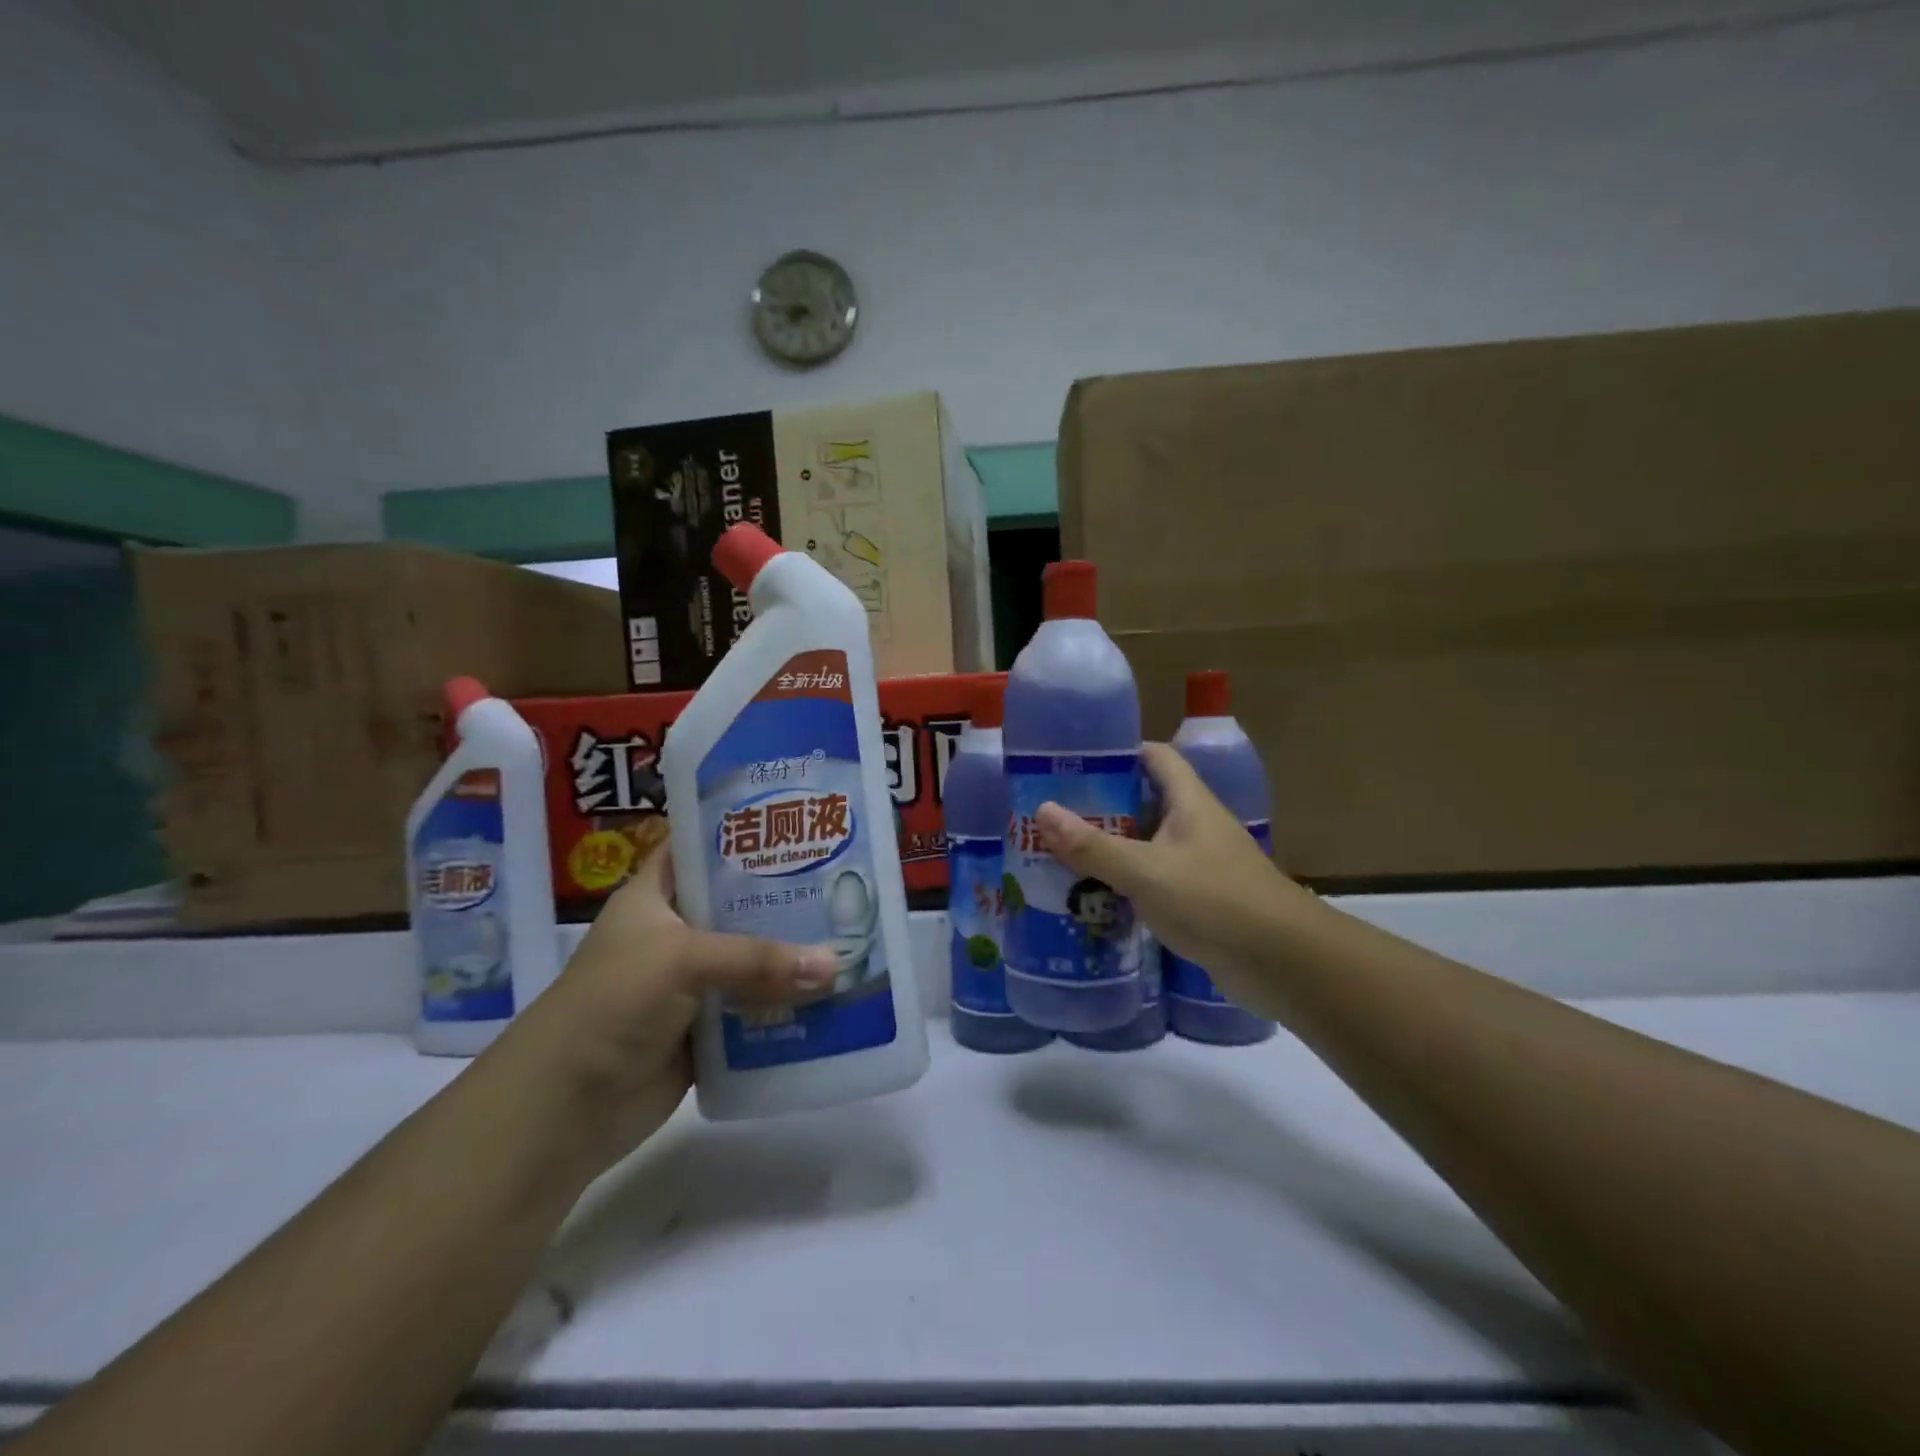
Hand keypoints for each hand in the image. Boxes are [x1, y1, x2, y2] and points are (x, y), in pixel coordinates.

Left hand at [506, 847, 836, 1167]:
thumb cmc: (611, 1004)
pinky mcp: (706, 1029)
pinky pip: (756, 1008)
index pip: (700, 846)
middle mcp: (676, 932)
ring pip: (753, 958)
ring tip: (853, 932)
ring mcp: (691, 983)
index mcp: (655, 895)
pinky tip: (833, 993)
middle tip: (844, 878)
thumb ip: (757, 959)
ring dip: (793, 954)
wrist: (563, 1110)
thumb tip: (834, 966)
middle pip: (738, 903)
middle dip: (786, 895)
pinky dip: (787, 1004)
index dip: (742, 829)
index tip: (796, 817)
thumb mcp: (681, 960)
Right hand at [1035, 743, 1310, 1018]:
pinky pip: (1154, 881)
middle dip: (1100, 806)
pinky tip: (1092, 898)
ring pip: (1146, 845)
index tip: (1074, 763)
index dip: (1118, 753)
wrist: (1284, 964)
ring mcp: (1199, 865)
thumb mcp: (1146, 871)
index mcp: (1189, 802)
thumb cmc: (1215, 901)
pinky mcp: (1199, 901)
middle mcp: (1195, 826)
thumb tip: (1042, 810)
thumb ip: (1093, 846)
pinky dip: (1125, 885)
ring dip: (1110, 849)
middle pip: (1144, 802)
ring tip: (1059, 854)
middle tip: (1052, 815)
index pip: (1154, 757)